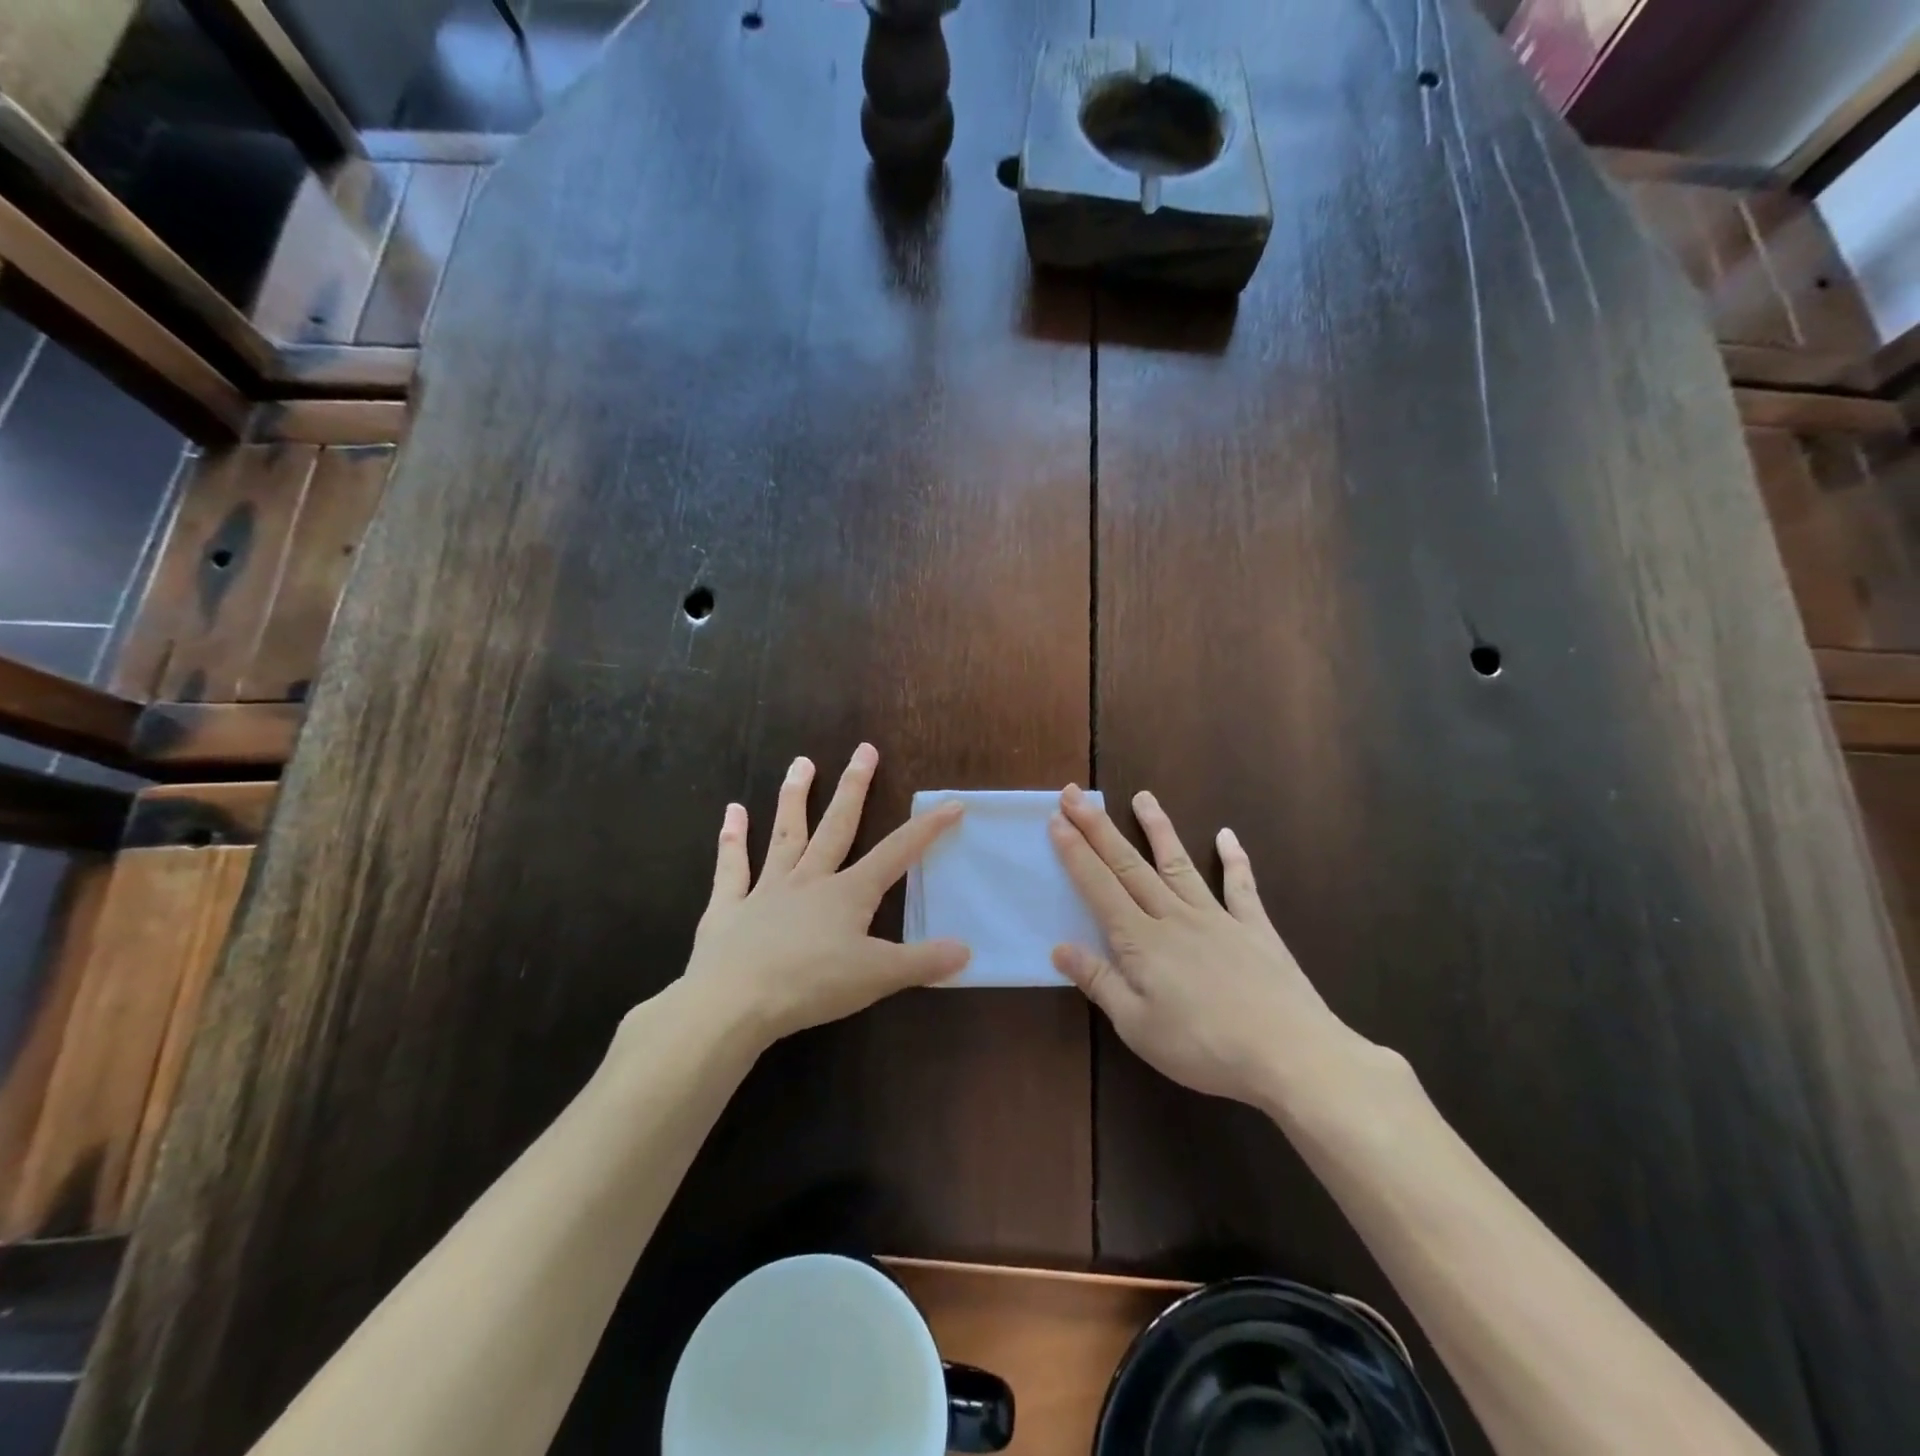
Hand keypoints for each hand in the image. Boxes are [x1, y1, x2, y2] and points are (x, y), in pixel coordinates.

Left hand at [682, 744, 968, 1046]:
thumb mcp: (878, 977)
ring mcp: (766, 889)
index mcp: (848, 894)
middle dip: (854, 787)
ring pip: (786, 834)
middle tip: (864, 749)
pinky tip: (732, 812)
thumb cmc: (811, 985)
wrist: (734, 1001)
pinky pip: (732, 868)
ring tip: (801, 762)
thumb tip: (966, 950)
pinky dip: (732, 840)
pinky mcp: (729, 907)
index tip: (951, 803)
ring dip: (795, 798)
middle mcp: (809, 880)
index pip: (897, 853)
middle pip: (837, 826)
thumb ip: (922, 962)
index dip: (926, 829)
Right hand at [1049, 785, 1396, 1117]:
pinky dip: (1234, 859)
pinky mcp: (1255, 928)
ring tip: (1143, 796)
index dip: (1075, 853)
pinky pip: (1241, 886)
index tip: (1056, 819)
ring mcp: (1217, 918)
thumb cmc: (1204, 1048)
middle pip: (1129, 865)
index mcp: (1141, 941)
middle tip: (1076, 794)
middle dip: (1099, 828)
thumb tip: (1059, 947)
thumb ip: (1099, 982)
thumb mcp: (1138, 1026)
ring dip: (1158, 828)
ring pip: (1178, 864)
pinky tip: (1226, 835)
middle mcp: (1174, 917)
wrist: (1291, 1054)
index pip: (1099, 887)